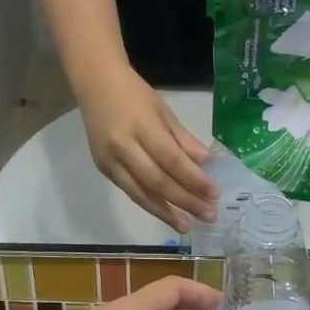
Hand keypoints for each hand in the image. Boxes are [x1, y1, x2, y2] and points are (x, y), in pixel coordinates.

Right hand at [80, 72, 217, 230]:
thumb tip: (207, 164)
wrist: (95, 83)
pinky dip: (149, 204)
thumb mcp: (164, 111)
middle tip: (209, 215)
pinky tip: (165, 213)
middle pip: (157, 182)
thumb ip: (184, 140)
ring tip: (187, 226)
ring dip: (166, 212)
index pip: (172, 160)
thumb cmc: (135, 94)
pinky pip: (129, 191)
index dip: (194, 180)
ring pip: (140, 193)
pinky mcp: (102, 168)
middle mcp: (123, 147)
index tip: (214, 194)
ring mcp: (110, 160)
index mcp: (142, 127)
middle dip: (185, 201)